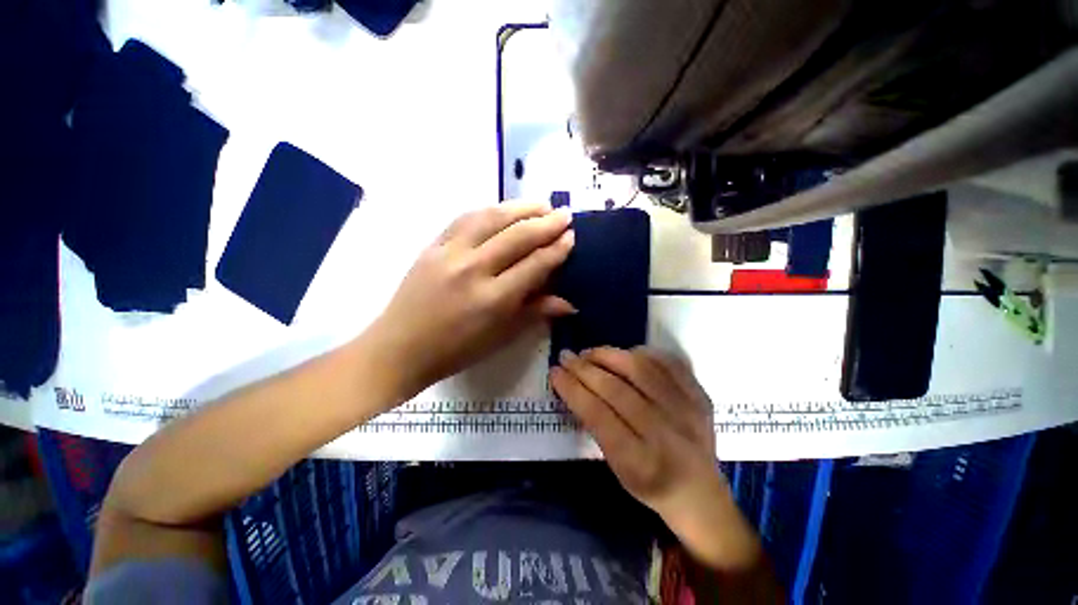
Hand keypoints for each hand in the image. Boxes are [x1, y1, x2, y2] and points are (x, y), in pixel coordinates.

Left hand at [367, 201, 574, 402]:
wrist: (400, 348)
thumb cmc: (456, 351)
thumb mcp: (501, 337)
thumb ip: (535, 312)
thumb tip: (570, 303)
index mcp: (494, 299)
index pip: (535, 265)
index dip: (556, 249)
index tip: (572, 237)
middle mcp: (473, 270)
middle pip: (517, 236)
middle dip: (546, 222)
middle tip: (564, 214)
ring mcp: (449, 253)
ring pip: (491, 218)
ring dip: (520, 208)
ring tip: (540, 204)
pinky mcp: (432, 246)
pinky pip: (465, 218)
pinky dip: (489, 209)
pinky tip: (504, 209)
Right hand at [551, 347, 761, 570]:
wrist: (700, 493)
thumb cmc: (649, 484)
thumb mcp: (616, 467)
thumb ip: (595, 425)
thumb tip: (574, 384)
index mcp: (640, 461)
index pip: (598, 415)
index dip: (573, 389)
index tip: (555, 372)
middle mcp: (665, 433)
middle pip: (616, 389)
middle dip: (584, 368)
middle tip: (566, 356)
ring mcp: (687, 410)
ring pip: (640, 369)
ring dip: (608, 355)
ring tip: (590, 353)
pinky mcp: (700, 395)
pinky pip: (667, 362)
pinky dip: (642, 353)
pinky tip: (625, 354)